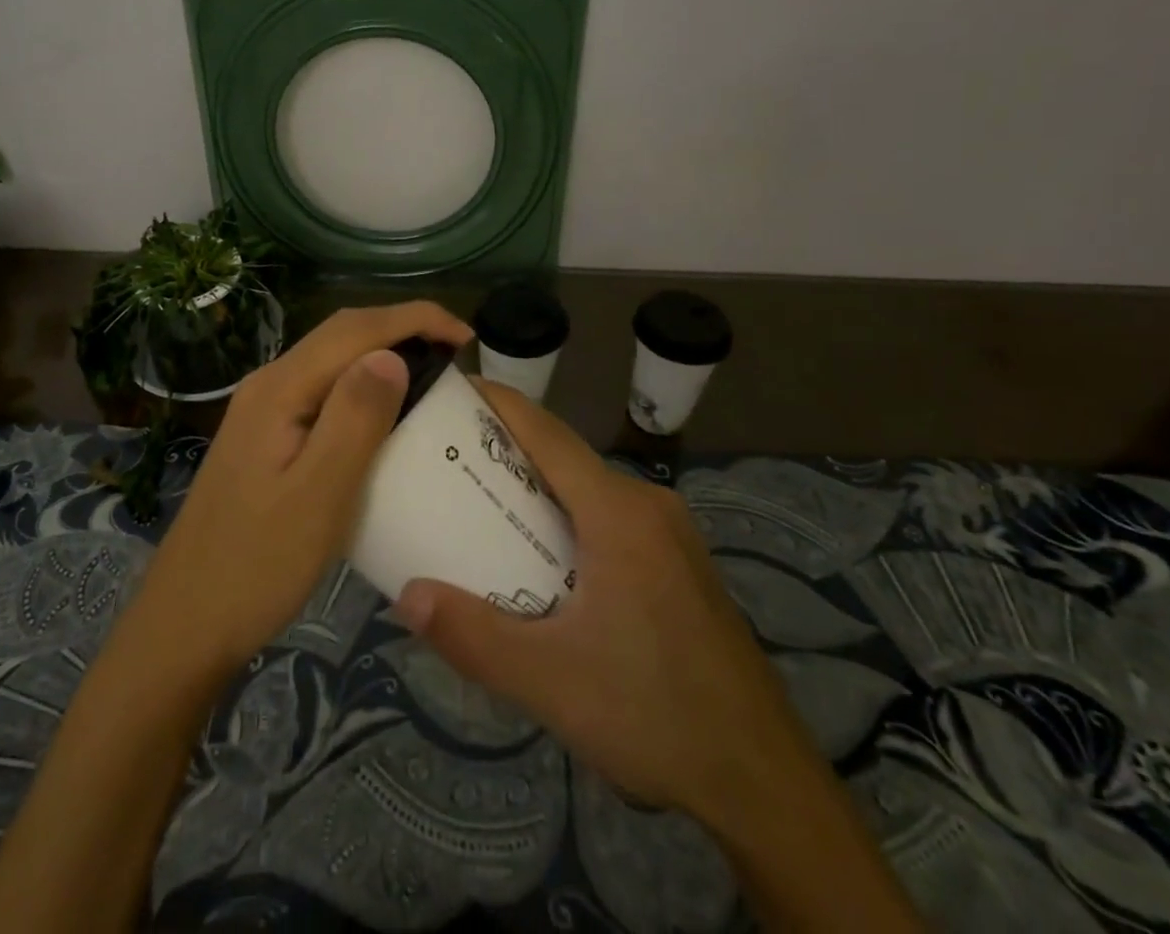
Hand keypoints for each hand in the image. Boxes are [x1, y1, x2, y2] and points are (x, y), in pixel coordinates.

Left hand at [129, 302, 472, 681]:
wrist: (185, 624)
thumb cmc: (257, 566)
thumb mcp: (318, 495)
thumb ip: (355, 417)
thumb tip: (393, 354)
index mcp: (280, 389)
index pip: (355, 328)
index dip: (415, 319)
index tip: (467, 338)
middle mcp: (269, 385)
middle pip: (342, 333)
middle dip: (403, 328)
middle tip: (457, 355)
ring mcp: (263, 411)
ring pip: (332, 360)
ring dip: (383, 353)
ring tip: (432, 376)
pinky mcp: (266, 437)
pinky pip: (324, 391)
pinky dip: (363, 386)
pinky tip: (385, 414)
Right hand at [392, 379, 809, 823]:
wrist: (763, 782)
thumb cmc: (654, 714)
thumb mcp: (550, 681)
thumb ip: (472, 636)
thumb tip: (407, 595)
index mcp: (619, 512)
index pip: (547, 433)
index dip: (499, 404)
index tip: (452, 389)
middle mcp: (647, 506)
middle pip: (565, 459)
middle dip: (506, 450)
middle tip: (447, 458)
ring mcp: (671, 535)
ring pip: (589, 490)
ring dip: (538, 489)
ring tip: (482, 505)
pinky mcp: (680, 564)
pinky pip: (611, 519)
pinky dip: (568, 518)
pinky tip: (542, 558)